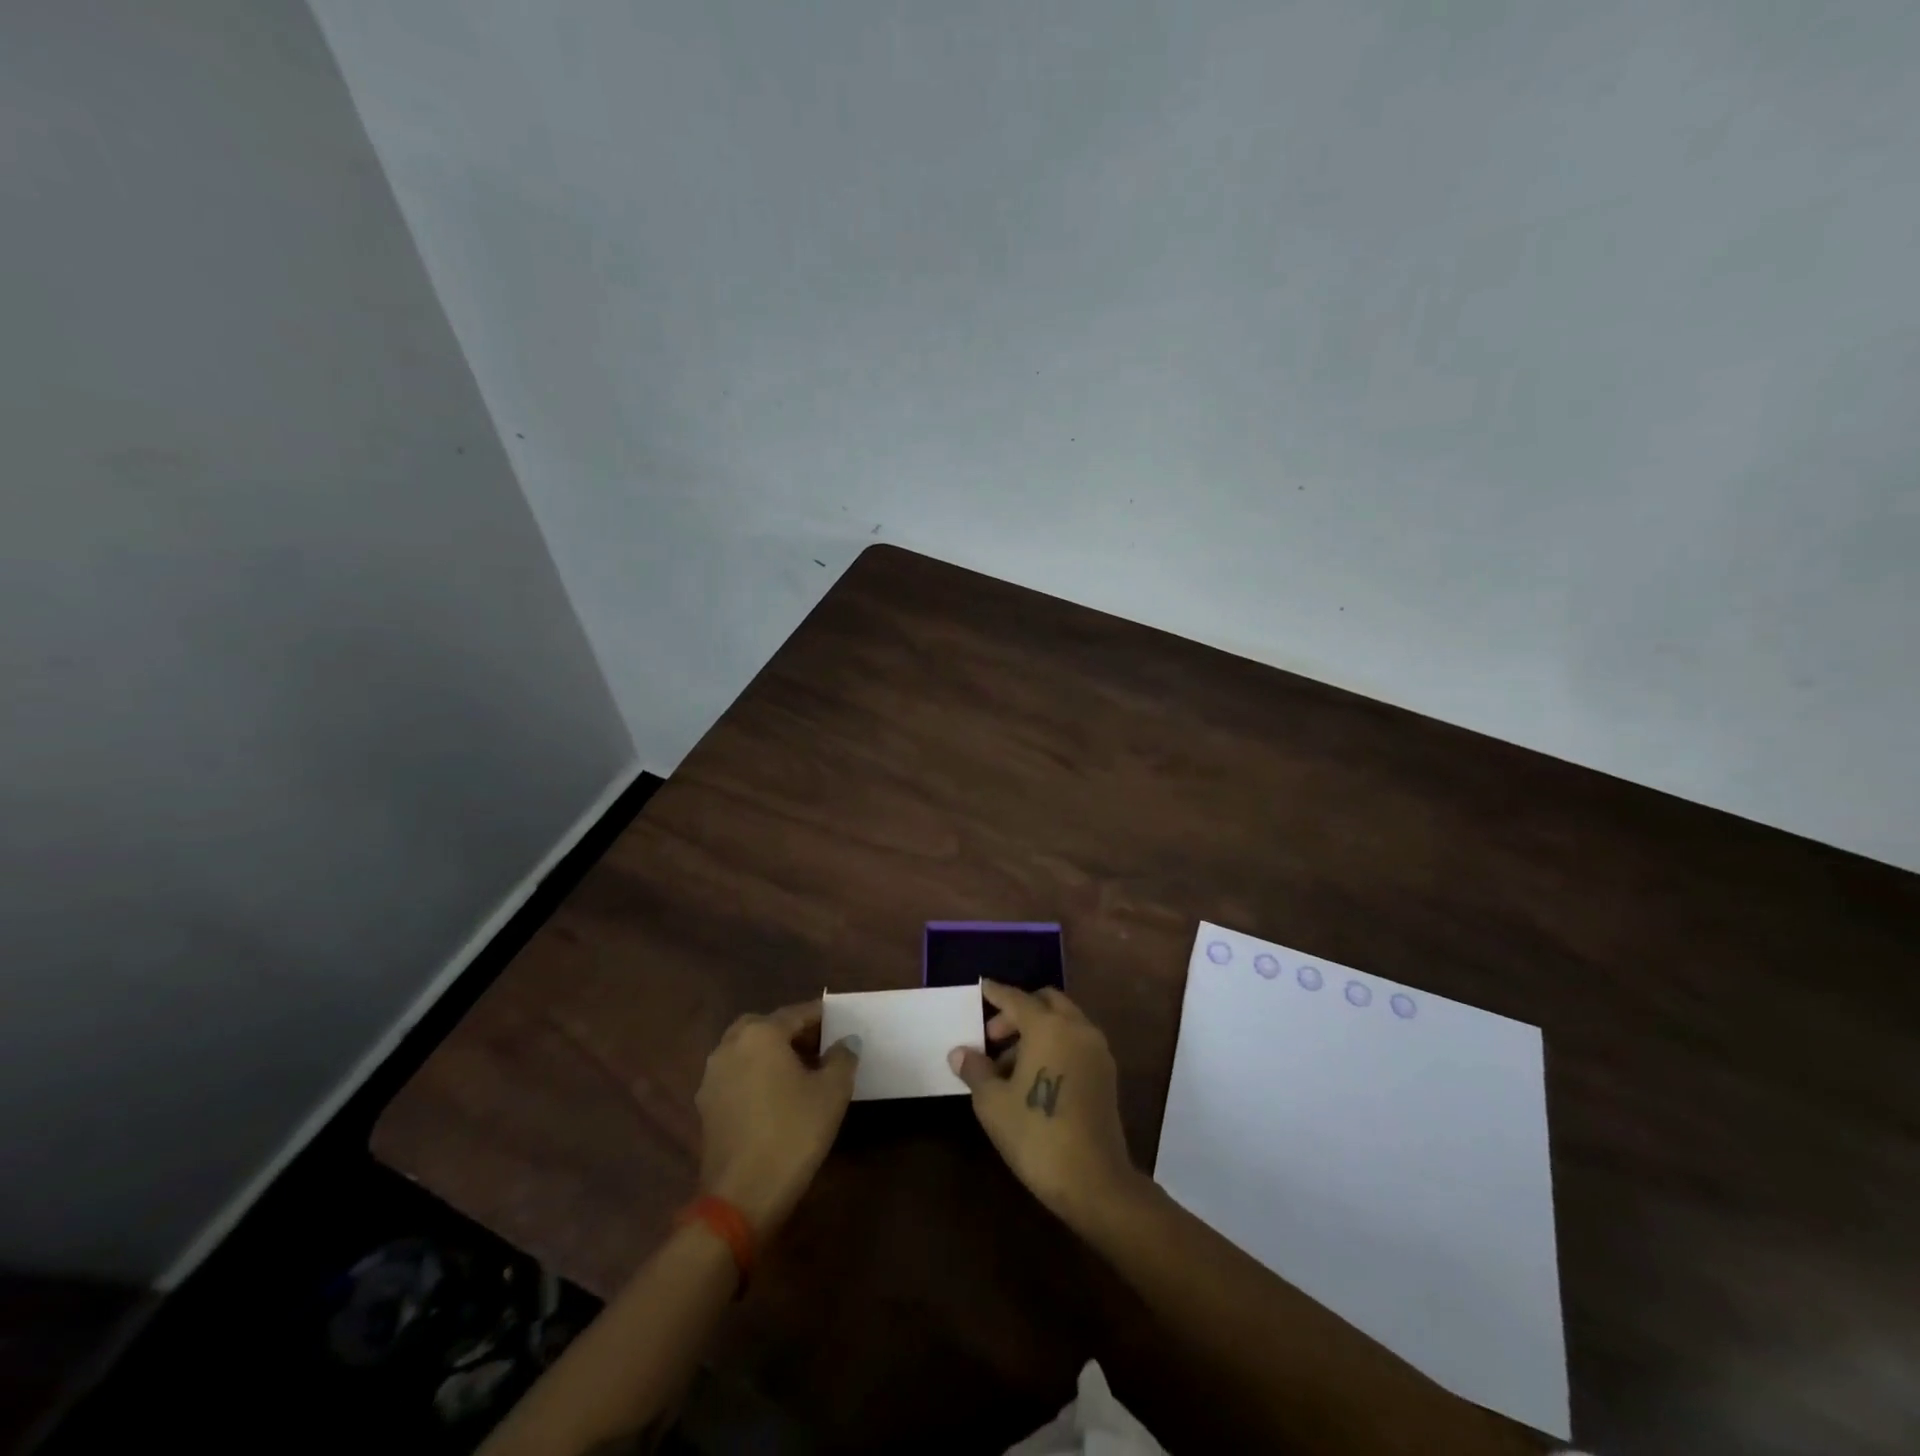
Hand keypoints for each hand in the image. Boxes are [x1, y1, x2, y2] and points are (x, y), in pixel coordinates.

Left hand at [696, 1001, 857, 1235]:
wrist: (742, 1197)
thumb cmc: (792, 1134)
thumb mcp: (832, 1092)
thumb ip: (842, 1058)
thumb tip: (846, 1041)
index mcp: (760, 1034)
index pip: (796, 1014)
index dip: (821, 1018)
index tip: (840, 1024)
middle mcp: (730, 1046)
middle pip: (766, 1027)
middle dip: (792, 1033)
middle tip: (819, 1047)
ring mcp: (713, 1077)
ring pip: (747, 1051)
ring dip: (771, 1054)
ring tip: (801, 1073)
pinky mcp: (707, 1106)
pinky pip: (737, 1075)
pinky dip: (756, 1076)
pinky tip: (777, 1097)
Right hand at [948, 981, 1137, 1220]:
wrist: (1094, 1180)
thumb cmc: (1036, 1134)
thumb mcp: (993, 1102)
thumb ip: (976, 1070)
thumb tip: (960, 1053)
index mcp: (1048, 1026)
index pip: (1016, 999)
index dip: (996, 993)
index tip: (982, 988)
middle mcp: (1077, 1028)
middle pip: (1046, 1002)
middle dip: (1018, 1012)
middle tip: (992, 1038)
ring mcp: (1096, 1050)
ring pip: (1064, 1022)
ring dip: (1037, 1030)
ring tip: (1008, 1065)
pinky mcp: (1107, 1074)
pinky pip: (1076, 1042)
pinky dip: (1055, 1045)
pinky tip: (1034, 1077)